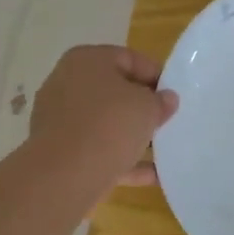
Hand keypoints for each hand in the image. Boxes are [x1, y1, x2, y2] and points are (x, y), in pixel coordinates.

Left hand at [30, 45, 178, 190]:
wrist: (65, 175)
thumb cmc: (109, 125)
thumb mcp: (148, 107)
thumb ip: (161, 101)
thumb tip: (166, 99)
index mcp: (86, 60)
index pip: (129, 59)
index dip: (156, 75)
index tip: (174, 95)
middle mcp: (67, 83)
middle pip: (114, 91)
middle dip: (142, 107)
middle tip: (166, 120)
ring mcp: (59, 119)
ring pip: (105, 123)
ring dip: (132, 136)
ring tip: (162, 150)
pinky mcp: (59, 151)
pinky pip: (97, 150)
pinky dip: (121, 160)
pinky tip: (151, 176)